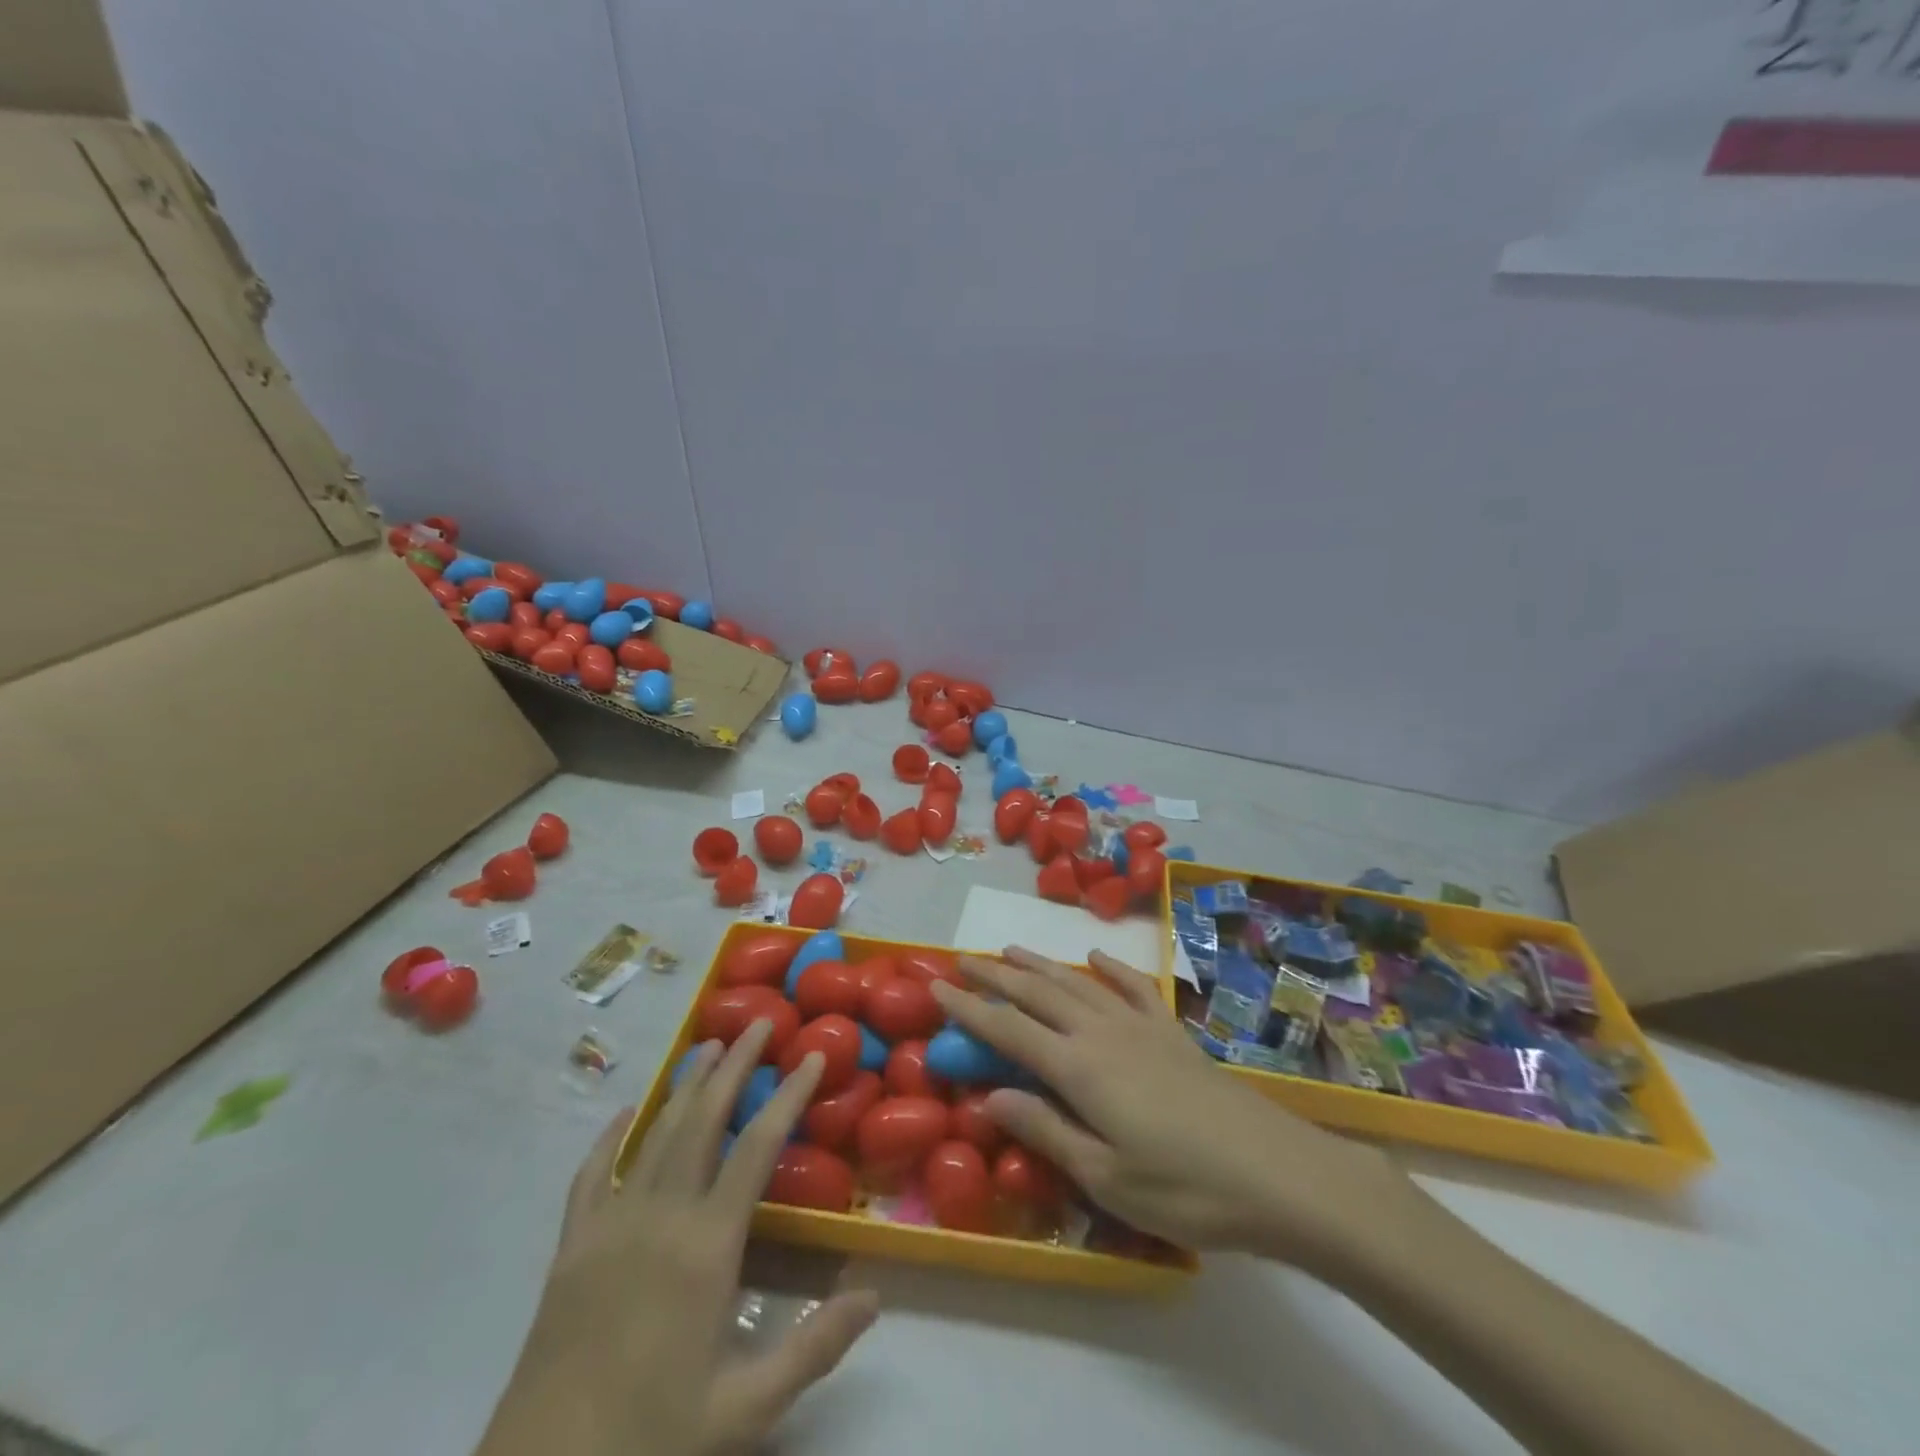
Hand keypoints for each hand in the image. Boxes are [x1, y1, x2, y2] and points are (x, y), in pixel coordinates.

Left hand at [478, 1023, 877, 1455]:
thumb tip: (876, 1296)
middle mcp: (660, 1216)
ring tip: (708, 1046)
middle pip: (704, 1119)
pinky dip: (611, 1136)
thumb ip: (816, 1347)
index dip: (790, 1094)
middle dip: (735, 1065)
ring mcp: (610, 1225)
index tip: (812, 1054)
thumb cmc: (652, 1437)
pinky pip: (591, 1174)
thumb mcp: (747, 1408)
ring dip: (685, 1085)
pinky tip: (626, 1112)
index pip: (758, 1146)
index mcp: (707, 1246)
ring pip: (654, 1133)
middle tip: (758, 1021)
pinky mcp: (571, 1246)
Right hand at [932, 948, 1415, 1273]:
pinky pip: (1132, 987)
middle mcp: (1101, 1033)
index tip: (936, 988)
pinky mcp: (1171, 1031)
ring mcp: (1139, 1026)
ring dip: (1041, 965)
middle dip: (996, 976)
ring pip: (1078, 983)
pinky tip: (1096, 957)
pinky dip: (1110, 968)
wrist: (1276, 1172)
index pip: (1008, 1030)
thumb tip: (988, 1097)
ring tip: (1011, 950)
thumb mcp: (1104, 1176)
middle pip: (1038, 994)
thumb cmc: (1184, 1188)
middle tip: (963, 960)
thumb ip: (1044, 1130)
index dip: (969, 1009)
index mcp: (1078, 1068)